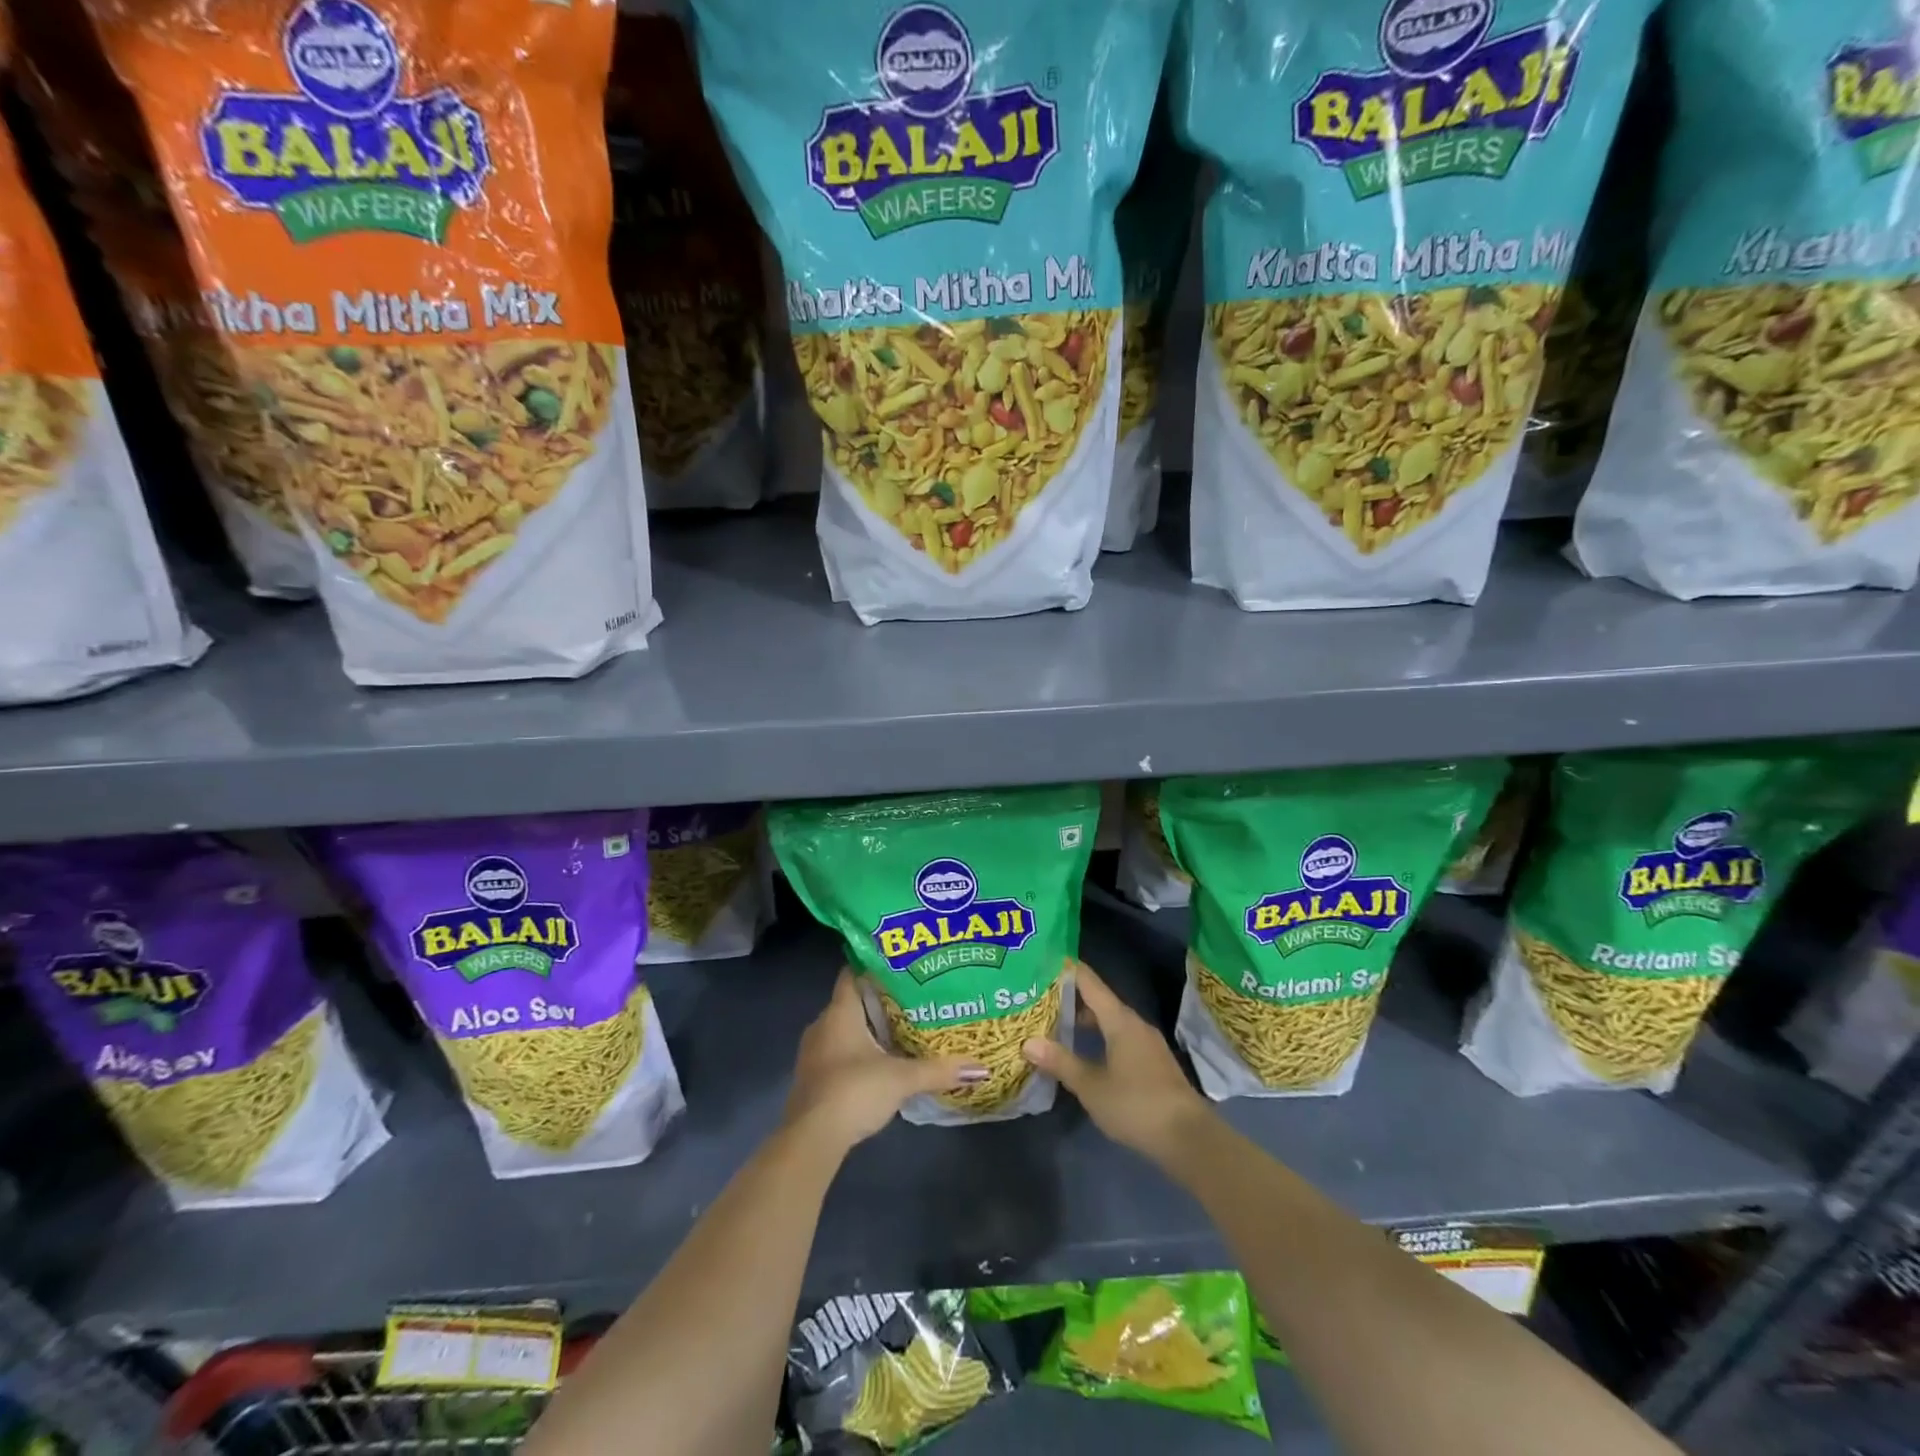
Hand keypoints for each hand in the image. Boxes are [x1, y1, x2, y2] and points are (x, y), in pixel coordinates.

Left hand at [784, 969, 988, 1153]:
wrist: (811, 1138)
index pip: (852, 973)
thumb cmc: (855, 1090)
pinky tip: (878, 1063)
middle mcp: (822, 1024)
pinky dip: (856, 1052)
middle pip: (851, 1002)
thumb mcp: (902, 1078)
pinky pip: (836, 1052)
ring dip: (866, 1029)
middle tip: (910, 998)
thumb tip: (981, 1067)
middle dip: (878, 1001)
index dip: (872, 965)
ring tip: (899, 1029)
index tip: (898, 964)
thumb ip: (939, 1070)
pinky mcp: (811, 1078)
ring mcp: (813, 1052)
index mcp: (840, 1012)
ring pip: (843, 1029)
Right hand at [1022, 962, 1212, 1165]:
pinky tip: (1085, 1055)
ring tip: (1056, 1027)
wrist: (1189, 1138)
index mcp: (1120, 1020)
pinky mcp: (1153, 1063)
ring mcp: (1147, 1043)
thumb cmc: (1136, 1105)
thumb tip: (1028, 1041)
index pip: (1089, 982)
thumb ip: (1061, 1062)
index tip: (1043, 961)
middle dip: (1070, 999)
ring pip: (1110, 1022)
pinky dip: (1099, 1038)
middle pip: (1099, 1001)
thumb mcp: (1091, 1086)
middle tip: (1039, 999)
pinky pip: (1120, 1038)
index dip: (1066, 970)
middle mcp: (1135, 1024)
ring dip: (1085, 1021)